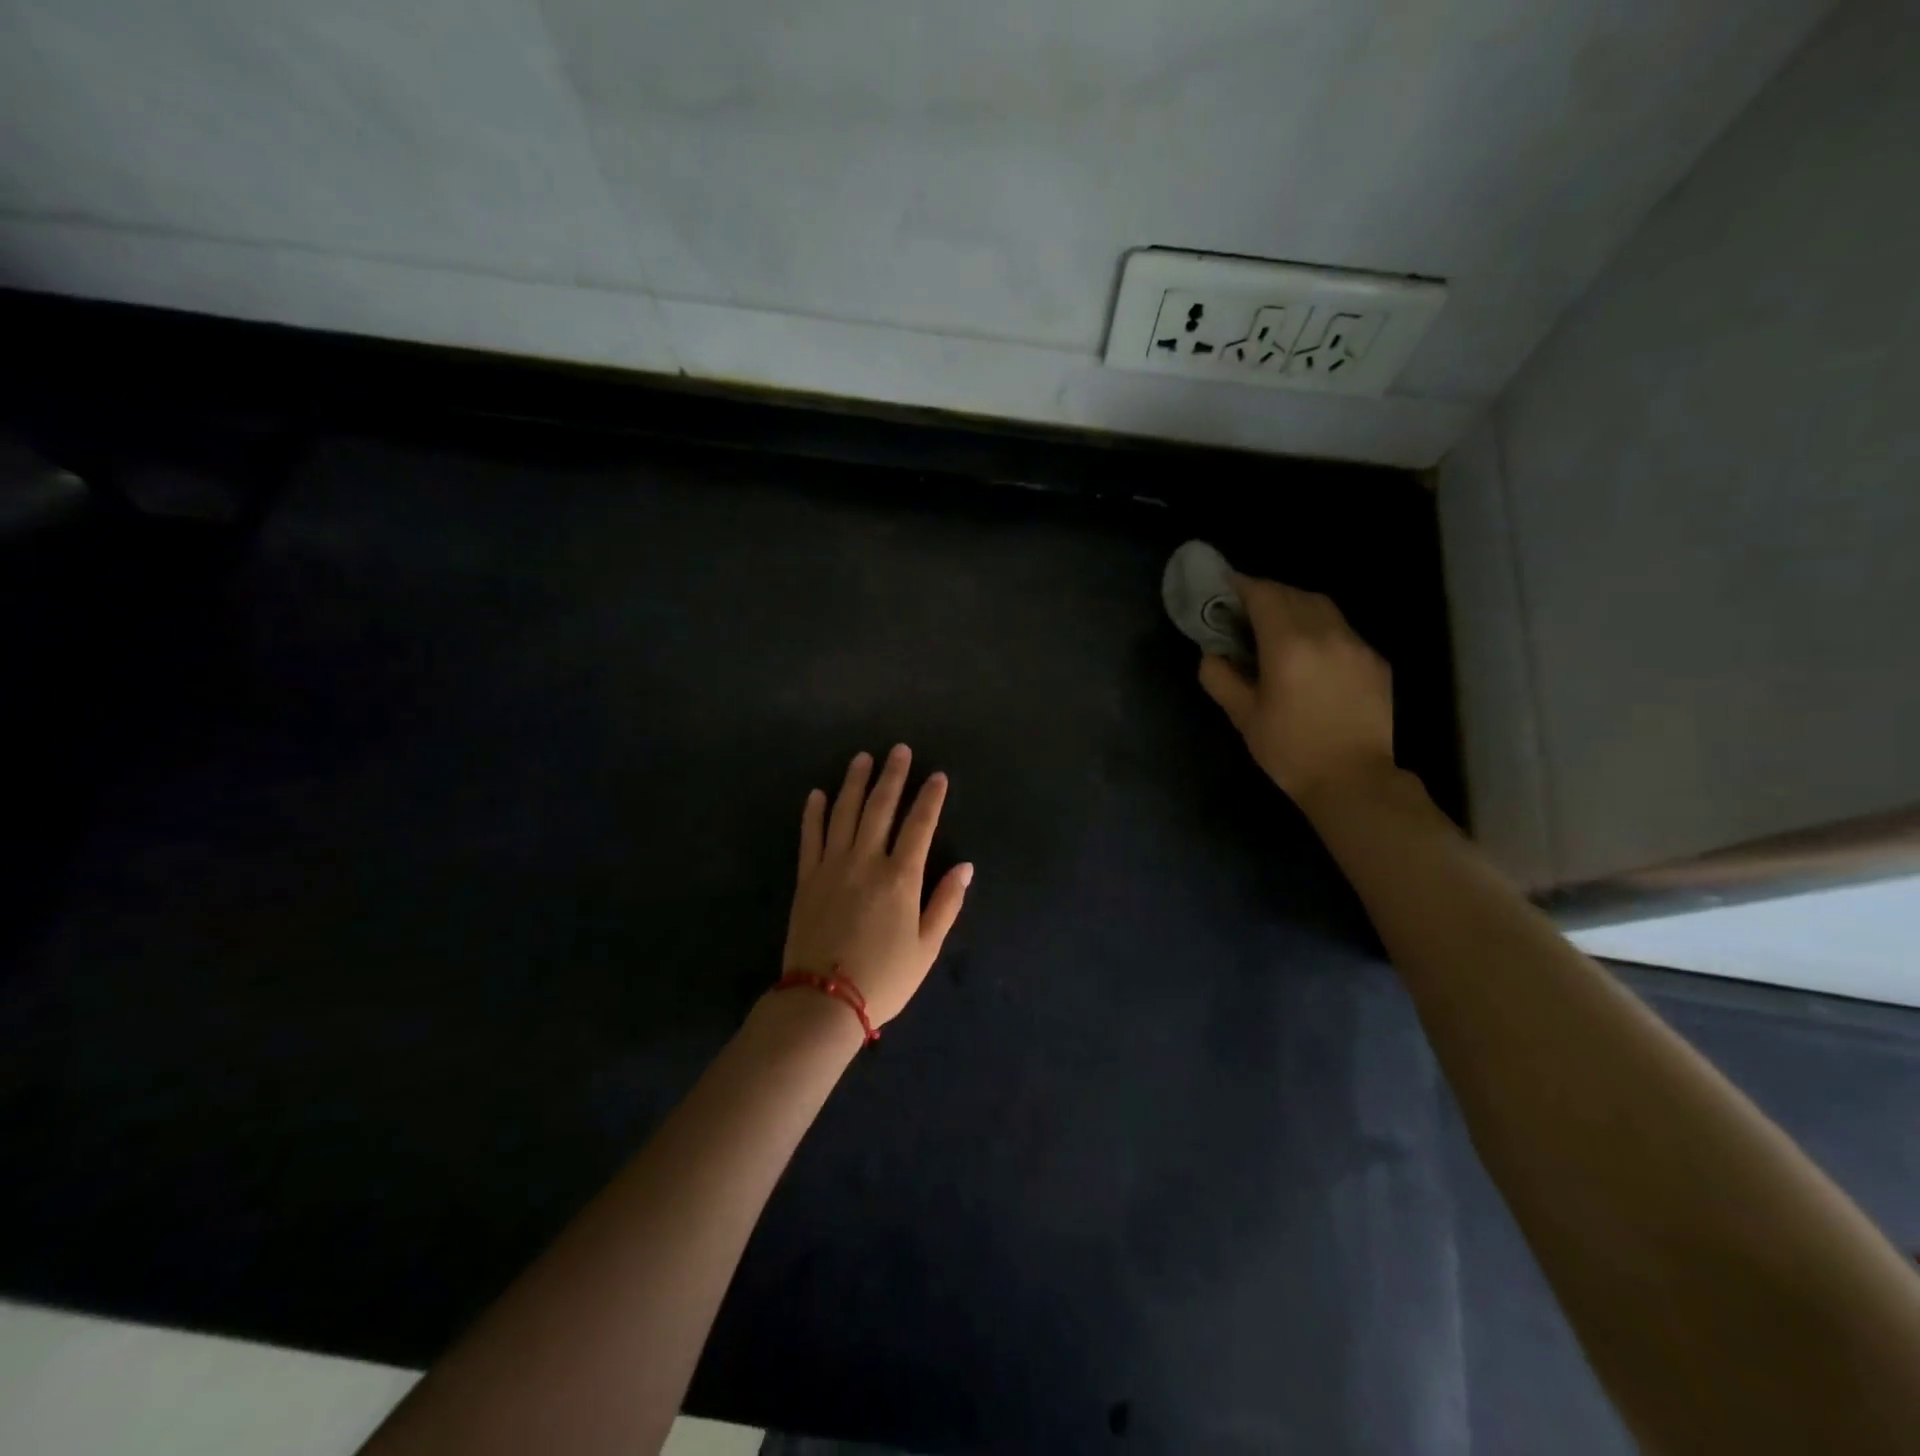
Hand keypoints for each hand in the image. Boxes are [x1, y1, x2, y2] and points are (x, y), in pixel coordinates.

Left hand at [783, 745, 972, 1026]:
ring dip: (854, 783)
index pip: (919, 825)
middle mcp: (866, 861)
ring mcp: (832, 866)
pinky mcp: (807, 878)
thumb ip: (946, 903)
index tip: (937, 776)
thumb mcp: (927, 947)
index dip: (930, 798)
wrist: (824, 1001)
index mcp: (901, 878)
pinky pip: (810, 837)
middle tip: (898, 750)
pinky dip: (814, 813)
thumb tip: (966, 866)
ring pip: (844, 813)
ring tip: (862, 758)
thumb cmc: (884, 978)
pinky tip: (818, 793)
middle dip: (892, 776)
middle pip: (881, 807)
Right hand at [1197, 574, 1395, 806]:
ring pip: (1323, 607)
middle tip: (1244, 608)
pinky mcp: (1375, 661)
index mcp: (1289, 646)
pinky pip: (1342, 630)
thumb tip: (1212, 654)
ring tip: (1276, 625)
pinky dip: (1319, 627)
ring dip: (1295, 606)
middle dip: (1267, 593)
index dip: (1242, 585)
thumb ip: (1221, 678)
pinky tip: (1309, 653)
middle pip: (1294, 593)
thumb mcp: (1243, 717)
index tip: (1224, 585)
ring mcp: (1357, 645)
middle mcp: (1327, 634)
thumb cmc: (1290, 751)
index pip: (1264, 595)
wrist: (1353, 780)